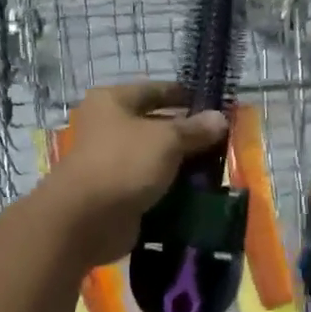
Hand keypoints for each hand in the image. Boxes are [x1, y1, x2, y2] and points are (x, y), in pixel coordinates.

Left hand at [39, 81, 228, 264]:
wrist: (85, 221)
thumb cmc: (124, 163)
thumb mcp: (166, 139)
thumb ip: (195, 128)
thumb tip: (221, 118)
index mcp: (114, 101)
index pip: (158, 90)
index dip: (187, 96)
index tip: (218, 105)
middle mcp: (110, 126)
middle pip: (158, 124)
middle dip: (190, 133)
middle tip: (224, 140)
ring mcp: (113, 161)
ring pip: (158, 156)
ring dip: (184, 163)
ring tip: (219, 167)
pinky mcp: (119, 191)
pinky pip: (153, 183)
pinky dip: (174, 187)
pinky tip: (202, 191)